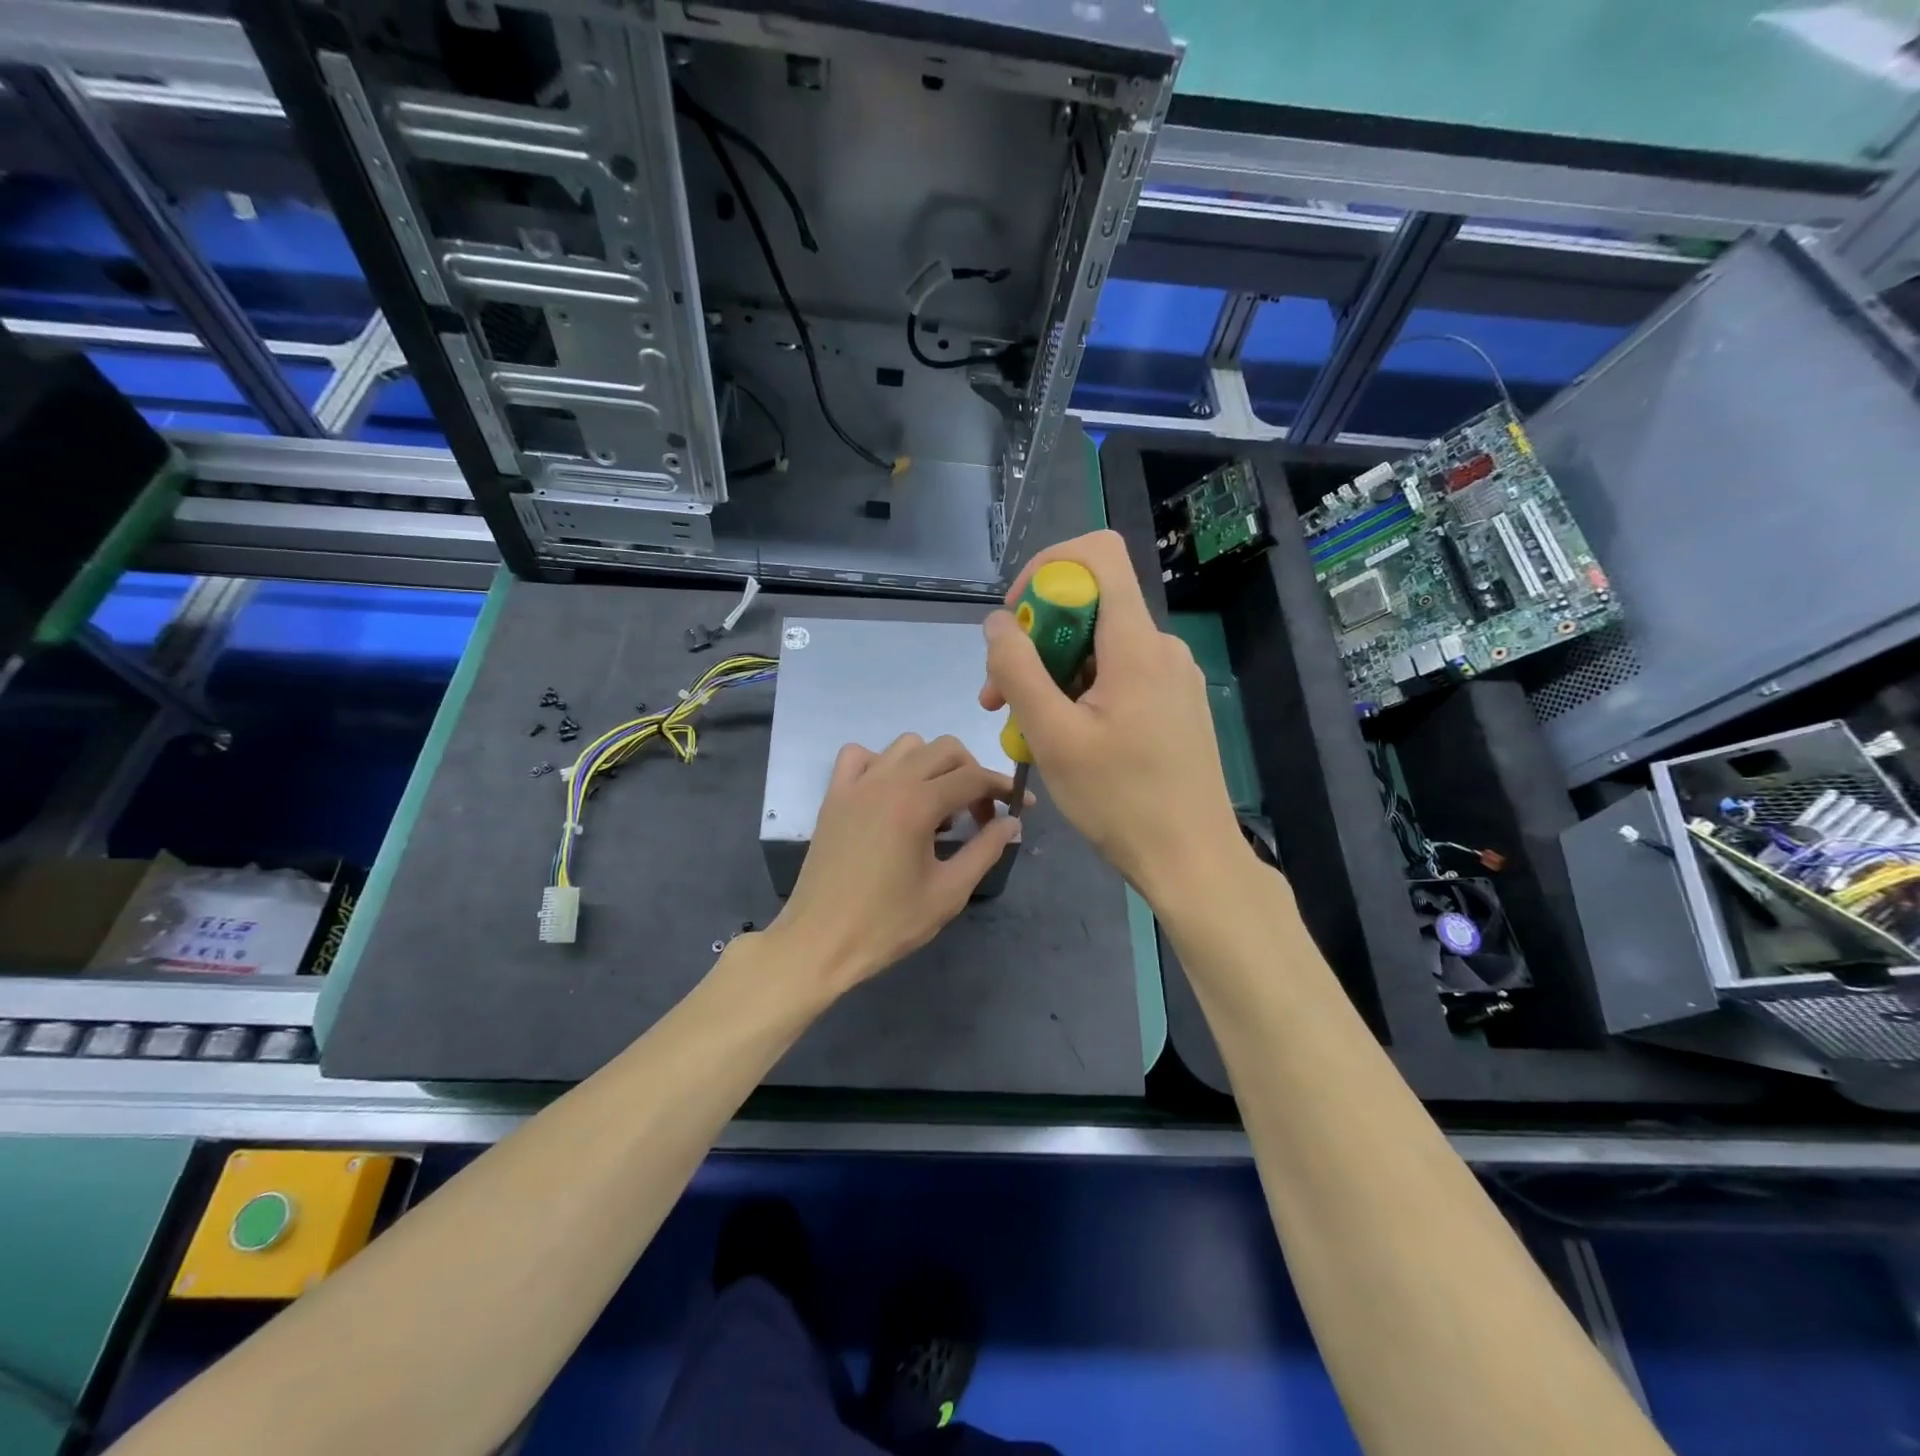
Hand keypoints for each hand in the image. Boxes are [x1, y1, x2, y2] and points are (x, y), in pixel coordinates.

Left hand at [769, 733, 1023, 992]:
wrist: (820, 942)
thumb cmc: (887, 924)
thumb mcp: (948, 892)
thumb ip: (985, 850)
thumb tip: (1011, 823)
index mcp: (917, 805)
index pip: (974, 777)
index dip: (1003, 788)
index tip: (1021, 807)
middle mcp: (887, 781)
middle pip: (945, 750)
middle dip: (972, 774)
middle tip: (979, 815)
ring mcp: (856, 784)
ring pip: (907, 746)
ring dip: (932, 765)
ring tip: (936, 805)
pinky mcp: (834, 796)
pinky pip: (861, 755)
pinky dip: (883, 763)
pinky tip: (891, 793)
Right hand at [980, 529, 1244, 904]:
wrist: (1192, 861)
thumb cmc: (1120, 800)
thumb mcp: (1053, 736)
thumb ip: (1018, 670)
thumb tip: (997, 623)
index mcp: (1136, 644)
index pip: (1097, 554)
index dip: (1047, 568)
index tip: (1015, 619)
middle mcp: (1161, 647)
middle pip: (1089, 608)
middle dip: (1034, 642)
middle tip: (997, 697)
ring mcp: (1173, 677)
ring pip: (1098, 649)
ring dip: (1052, 676)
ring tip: (1022, 729)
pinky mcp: (1174, 705)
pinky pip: (1118, 677)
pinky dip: (1080, 694)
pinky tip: (1064, 741)